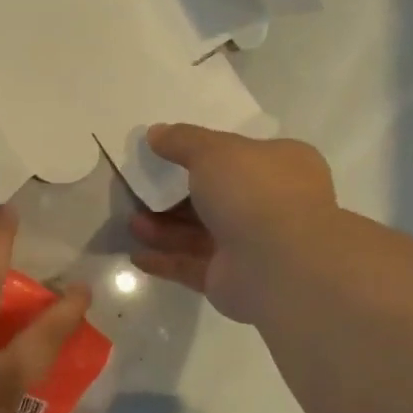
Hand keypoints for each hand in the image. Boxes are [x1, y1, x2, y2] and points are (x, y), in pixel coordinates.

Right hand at [130, 123, 337, 324]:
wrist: (278, 264)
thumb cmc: (254, 192)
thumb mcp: (214, 151)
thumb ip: (182, 141)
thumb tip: (155, 133)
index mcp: (280, 167)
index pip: (240, 156)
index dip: (204, 154)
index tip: (168, 154)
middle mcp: (269, 205)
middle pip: (213, 198)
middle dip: (174, 196)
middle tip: (140, 191)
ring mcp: (250, 246)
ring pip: (199, 234)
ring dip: (164, 229)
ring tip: (132, 223)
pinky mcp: (229, 279)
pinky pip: (191, 266)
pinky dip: (165, 260)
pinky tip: (137, 255)